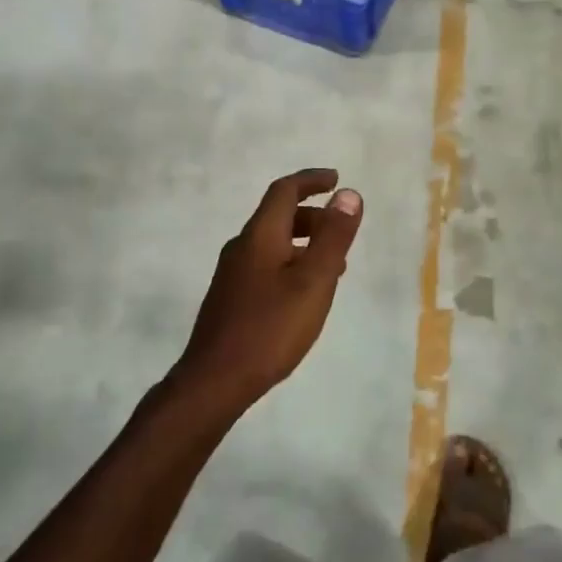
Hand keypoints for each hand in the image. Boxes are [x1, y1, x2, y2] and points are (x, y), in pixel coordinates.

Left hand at [174, 169, 363, 414]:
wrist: (213, 382)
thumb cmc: (270, 328)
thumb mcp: (313, 281)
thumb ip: (333, 237)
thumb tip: (348, 194)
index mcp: (260, 235)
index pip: (284, 190)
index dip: (311, 180)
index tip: (336, 179)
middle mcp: (242, 247)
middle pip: (278, 216)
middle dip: (312, 215)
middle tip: (341, 231)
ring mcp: (232, 274)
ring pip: (272, 243)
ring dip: (304, 243)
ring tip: (333, 267)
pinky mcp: (230, 298)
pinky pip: (265, 264)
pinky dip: (290, 263)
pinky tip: (303, 295)